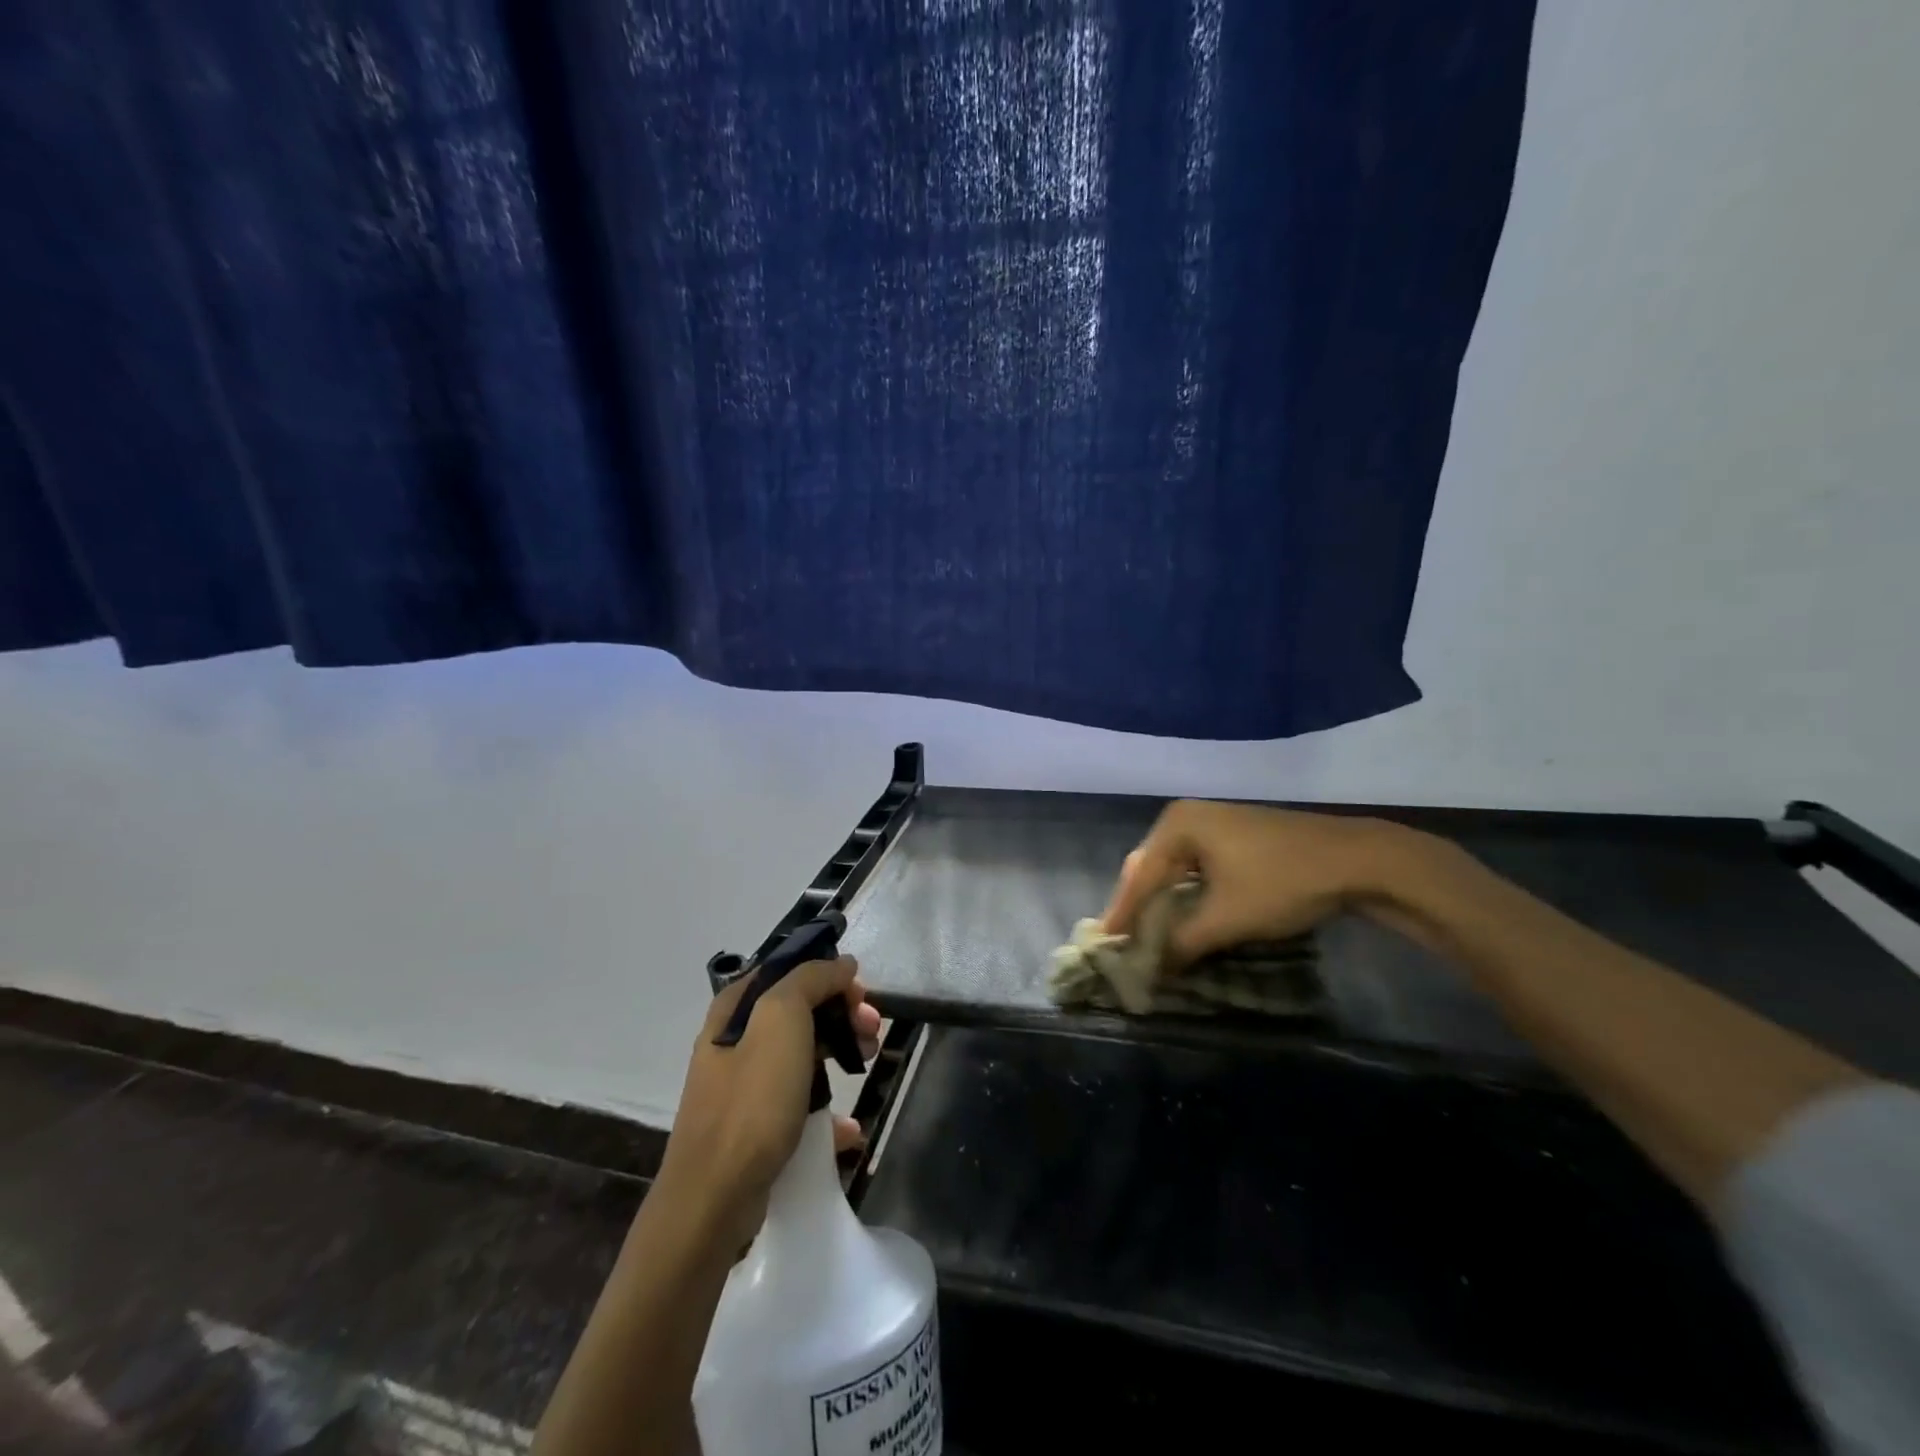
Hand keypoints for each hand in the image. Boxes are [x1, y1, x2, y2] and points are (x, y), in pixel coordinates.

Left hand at [656, 956, 881, 1246]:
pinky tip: (848, 1126)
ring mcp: (743, 1084)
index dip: (829, 973)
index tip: (860, 995)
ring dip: (840, 1052)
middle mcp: (735, 1038)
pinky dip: (827, 1106)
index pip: (789, 969)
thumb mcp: (782, 1020)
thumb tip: (841, 963)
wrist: (714, 1200)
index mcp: (734, 1007)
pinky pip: (799, 1100)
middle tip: (872, 1031)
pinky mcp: (754, 1125)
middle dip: (842, 1014)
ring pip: (803, 1052)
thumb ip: (811, 980)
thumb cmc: (751, 1102)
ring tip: (867, 1066)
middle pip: (800, 1009)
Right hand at [1102, 801, 1406, 966]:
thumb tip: (1149, 970)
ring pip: (1175, 869)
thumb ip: (1180, 943)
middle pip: (1152, 868)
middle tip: (1126, 943)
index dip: (1123, 914)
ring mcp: (1214, 822)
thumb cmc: (1282, 882)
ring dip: (1165, 904)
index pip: (1139, 876)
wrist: (1358, 859)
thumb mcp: (1226, 918)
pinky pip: (1197, 867)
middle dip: (1140, 907)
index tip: (1106, 946)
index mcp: (1177, 825)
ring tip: (1151, 936)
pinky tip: (1186, 917)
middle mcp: (1188, 816)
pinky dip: (1188, 894)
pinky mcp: (1236, 836)